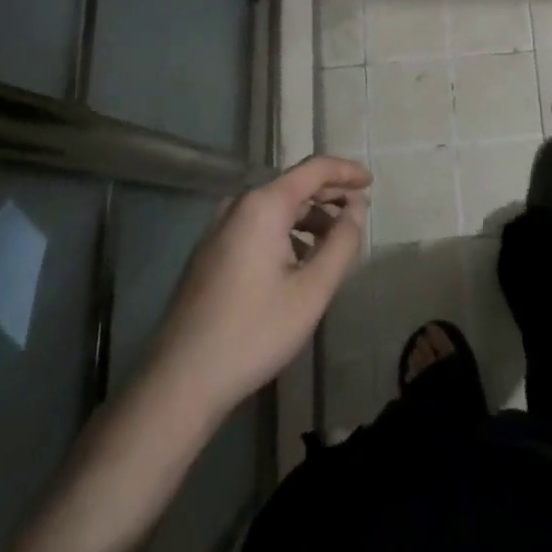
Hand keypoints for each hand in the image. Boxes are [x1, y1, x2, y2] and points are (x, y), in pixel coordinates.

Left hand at [147, 155, 371, 418]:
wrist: (179, 382)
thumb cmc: (254, 332)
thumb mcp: (313, 290)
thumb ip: (342, 242)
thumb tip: (356, 208)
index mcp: (263, 205)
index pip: (314, 169)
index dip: (346, 172)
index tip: (372, 183)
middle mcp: (239, 205)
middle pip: (294, 186)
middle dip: (330, 196)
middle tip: (358, 215)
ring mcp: (219, 228)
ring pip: (276, 208)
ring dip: (309, 219)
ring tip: (335, 244)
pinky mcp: (211, 252)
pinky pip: (258, 226)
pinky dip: (287, 233)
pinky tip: (300, 263)